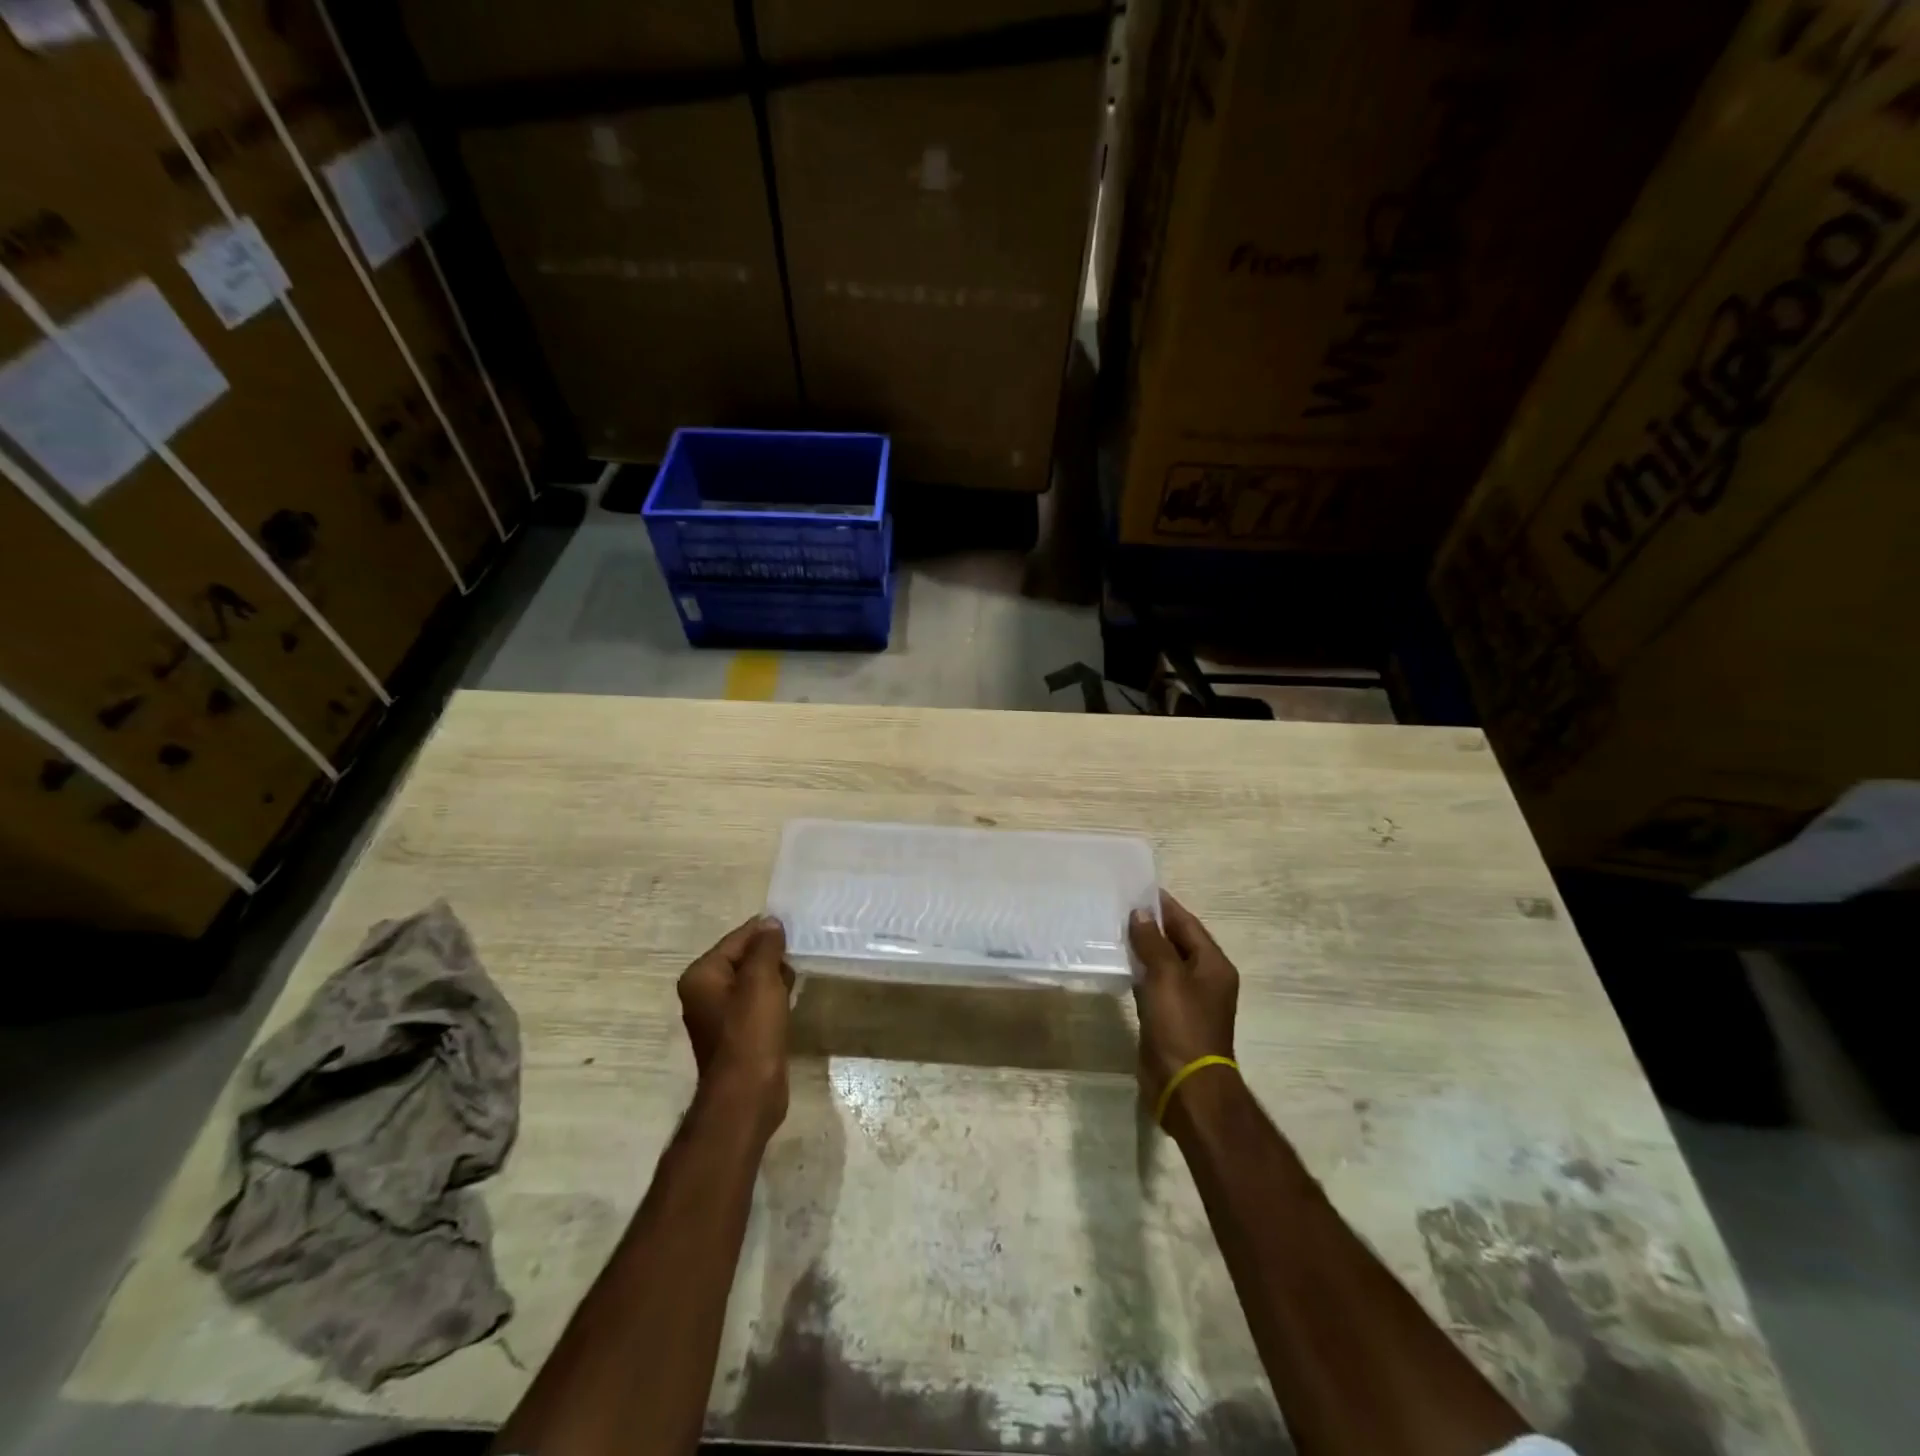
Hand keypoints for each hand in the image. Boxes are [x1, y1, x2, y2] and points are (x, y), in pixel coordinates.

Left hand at [677, 916, 794, 1137]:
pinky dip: (773, 995)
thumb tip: (770, 922)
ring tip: (799, 970)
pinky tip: (792, 995)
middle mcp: (704, 992)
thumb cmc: (751, 1033)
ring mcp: (720, 1014)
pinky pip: (756, 1001)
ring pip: (752, 980)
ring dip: (774, 974)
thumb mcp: (761, 981)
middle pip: (743, 958)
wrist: (747, 1096)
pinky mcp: (737, 1033)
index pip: (737, 939)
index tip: (795, 927)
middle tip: (801, 949)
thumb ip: (765, 947)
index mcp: (702, 976)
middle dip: (771, 953)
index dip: (766, 932)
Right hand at [1129, 892, 1239, 1121]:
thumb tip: (1140, 914)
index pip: (1188, 924)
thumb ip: (1153, 942)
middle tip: (1120, 907)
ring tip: (1114, 929)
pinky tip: (1119, 964)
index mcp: (1213, 965)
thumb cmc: (1181, 1025)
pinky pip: (1154, 984)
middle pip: (1177, 942)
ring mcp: (1188, 1000)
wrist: (1186, 1085)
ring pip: (1164, 963)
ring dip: (1144, 948)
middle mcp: (1205, 978)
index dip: (1165, 906)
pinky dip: (1140, 971)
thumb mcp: (1166, 977)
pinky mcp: (1170, 1017)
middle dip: (1152, 925)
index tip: (1139, 889)